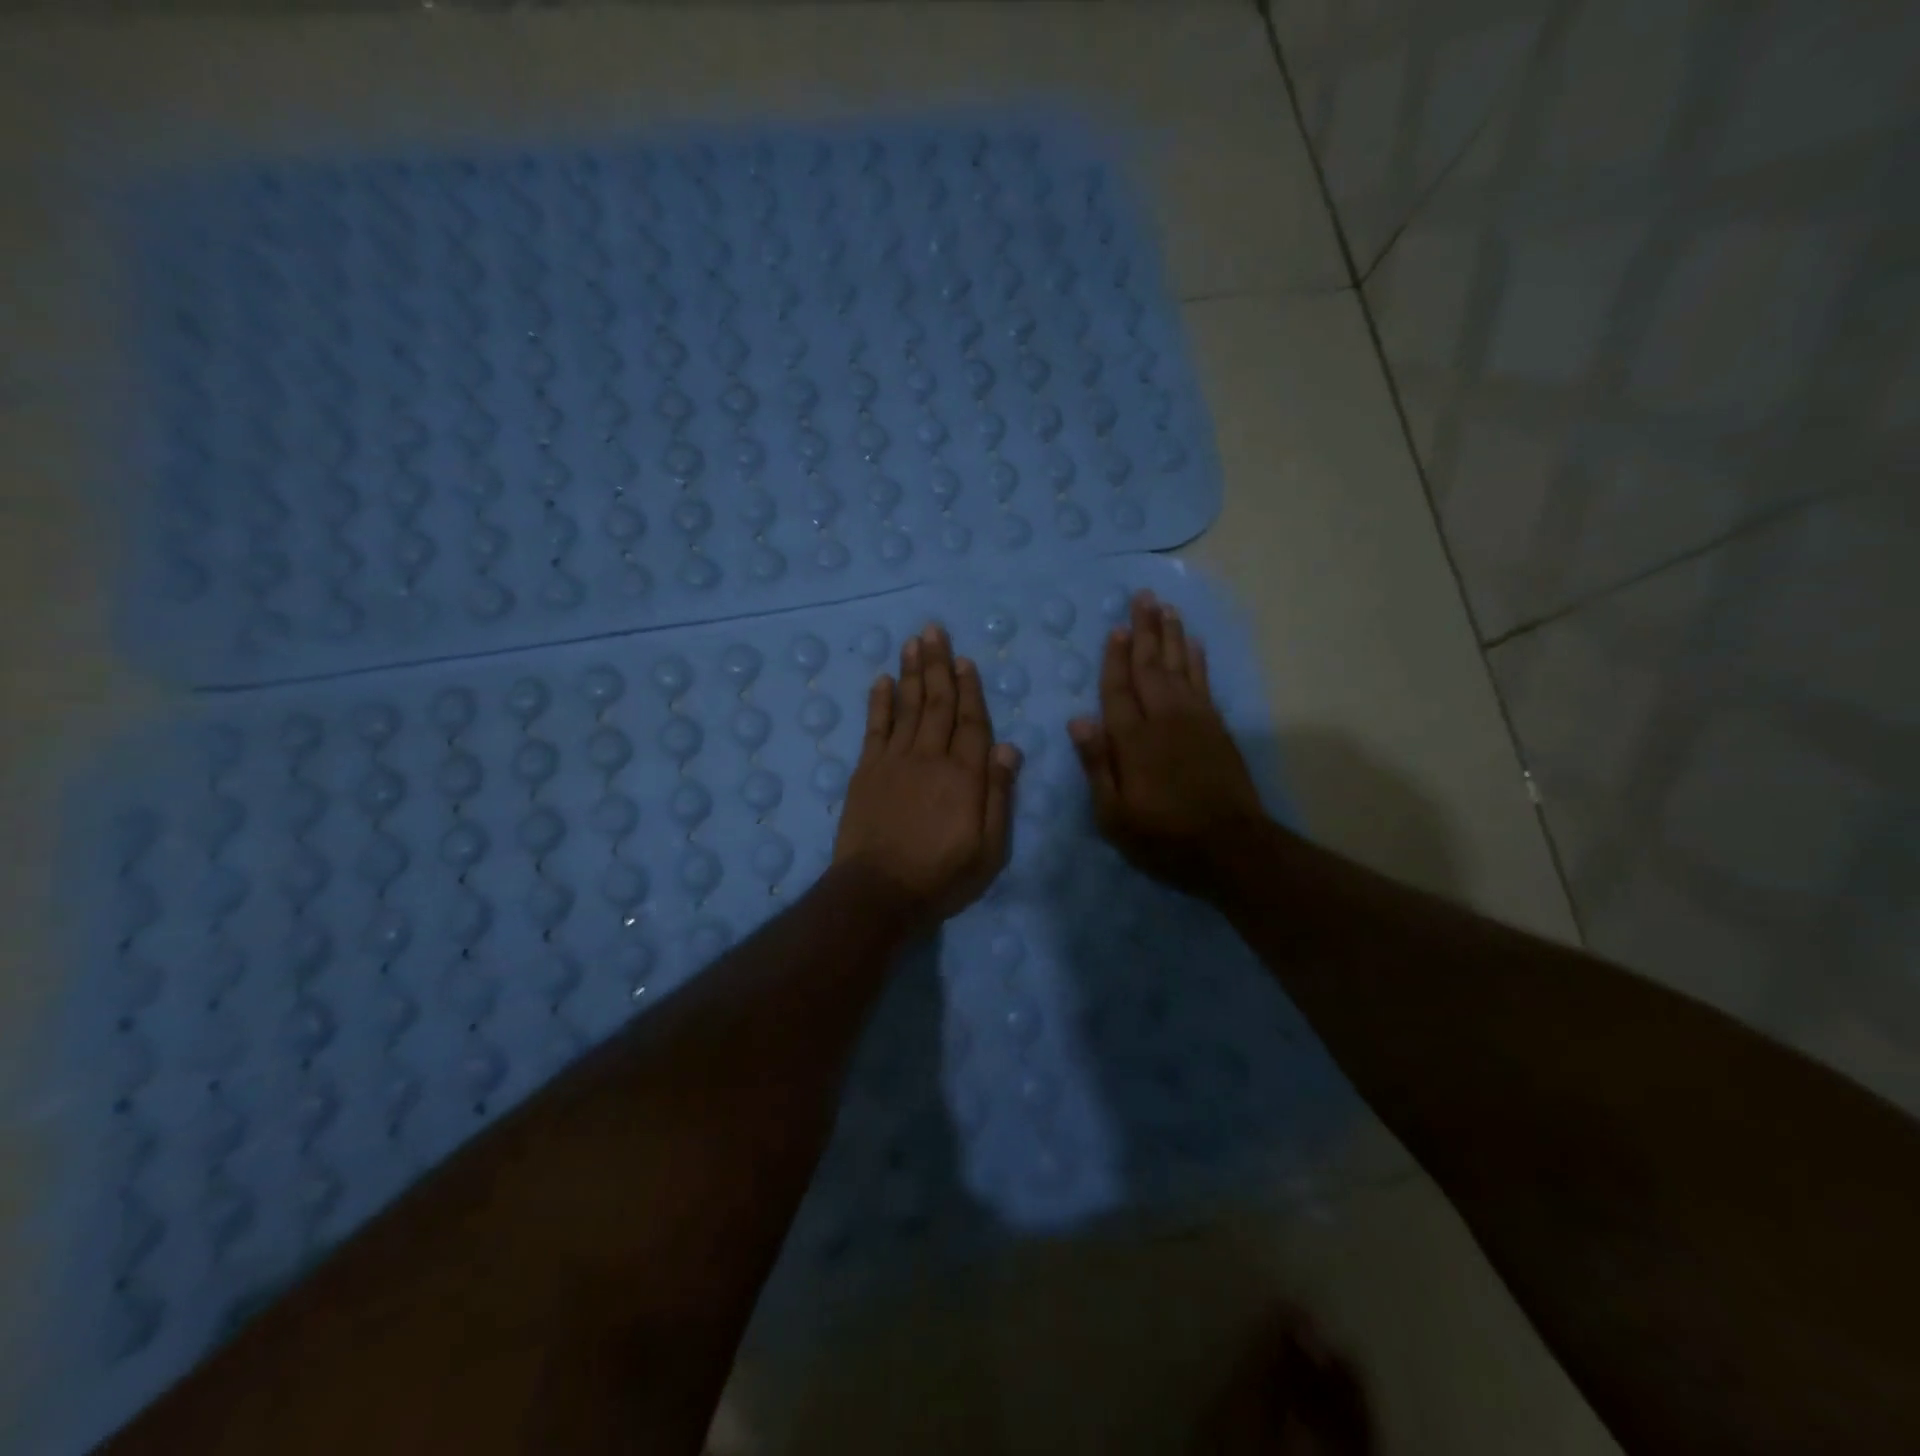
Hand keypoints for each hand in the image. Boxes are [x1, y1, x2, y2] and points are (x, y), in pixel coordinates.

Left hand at [834, 623, 1022, 931]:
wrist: (878, 891)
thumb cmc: (941, 876)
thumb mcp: (989, 849)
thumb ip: (999, 795)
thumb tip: (1009, 747)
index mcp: (964, 775)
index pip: (972, 722)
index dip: (970, 689)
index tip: (965, 660)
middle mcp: (930, 757)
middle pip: (937, 703)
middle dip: (938, 664)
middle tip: (935, 630)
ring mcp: (894, 760)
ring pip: (906, 706)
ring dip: (911, 672)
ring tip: (913, 642)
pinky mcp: (866, 770)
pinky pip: (875, 727)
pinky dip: (879, 702)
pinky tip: (881, 680)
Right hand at [1068, 590, 1266, 897]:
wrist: (1231, 848)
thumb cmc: (1163, 836)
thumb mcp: (1114, 815)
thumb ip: (1097, 765)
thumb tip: (1077, 721)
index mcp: (1133, 740)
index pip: (1118, 689)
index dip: (1115, 658)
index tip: (1116, 628)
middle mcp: (1163, 718)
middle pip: (1150, 666)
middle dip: (1145, 630)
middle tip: (1143, 597)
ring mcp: (1195, 720)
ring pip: (1179, 666)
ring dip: (1171, 636)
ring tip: (1166, 608)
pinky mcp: (1217, 728)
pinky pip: (1204, 682)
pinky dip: (1197, 660)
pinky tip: (1193, 644)